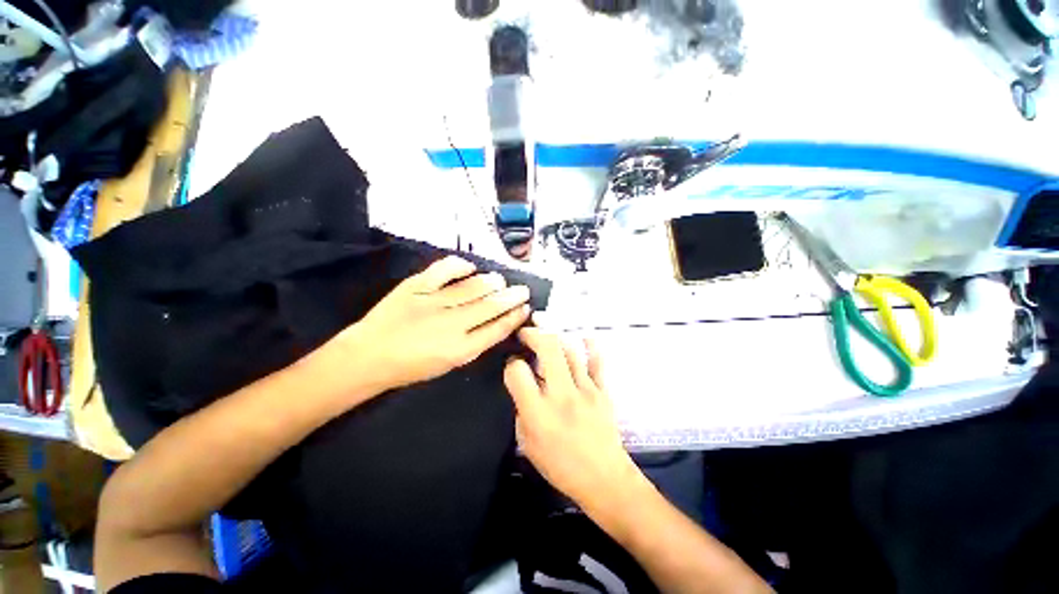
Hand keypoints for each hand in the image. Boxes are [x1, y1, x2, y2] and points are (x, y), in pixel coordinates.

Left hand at [336, 256, 531, 392]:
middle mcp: (452, 324)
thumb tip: (485, 328)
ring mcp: (434, 302)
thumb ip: (467, 347)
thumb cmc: (405, 368)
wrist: (369, 355)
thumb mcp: (443, 366)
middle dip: (509, 297)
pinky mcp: (416, 286)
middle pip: (489, 306)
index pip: (495, 330)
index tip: (524, 310)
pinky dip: (459, 266)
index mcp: (460, 350)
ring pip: (471, 287)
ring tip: (501, 280)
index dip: (512, 318)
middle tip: (522, 290)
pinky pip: (444, 270)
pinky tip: (470, 266)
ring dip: (490, 282)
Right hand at [504, 329, 639, 509]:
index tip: (512, 368)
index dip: (511, 365)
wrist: (603, 477)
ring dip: (557, 337)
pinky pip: (597, 362)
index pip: (517, 372)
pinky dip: (590, 346)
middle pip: (548, 348)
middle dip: (534, 334)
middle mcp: (561, 395)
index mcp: (537, 413)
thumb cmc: (561, 468)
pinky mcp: (604, 392)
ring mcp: (586, 391)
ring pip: (571, 350)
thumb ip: (523, 414)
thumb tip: (525, 393)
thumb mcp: (528, 445)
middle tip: (526, 334)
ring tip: (547, 334)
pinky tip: (583, 338)